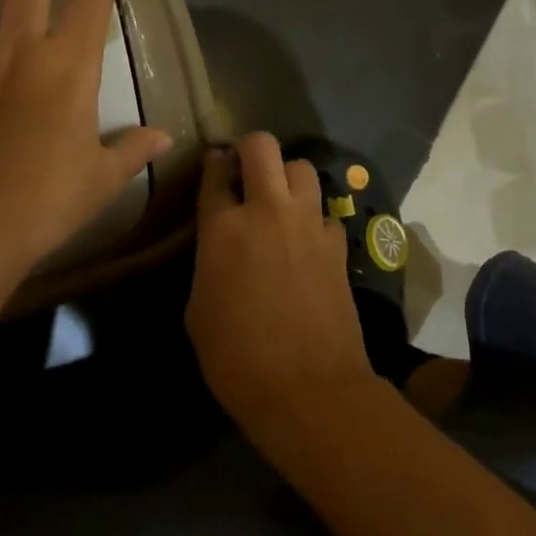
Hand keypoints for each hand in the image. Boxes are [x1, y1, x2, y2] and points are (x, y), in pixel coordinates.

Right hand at [186, 134, 374, 428]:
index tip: (214, 164)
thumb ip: (208, 260)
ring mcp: (308, 223)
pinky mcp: (337, 242)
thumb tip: (220, 243)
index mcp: (225, 228)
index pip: (215, 173)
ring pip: (302, 168)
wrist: (309, 388)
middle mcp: (269, 211)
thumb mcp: (198, 310)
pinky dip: (313, 217)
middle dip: (250, 148)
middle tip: (245, 170)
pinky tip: (306, 239)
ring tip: (279, 200)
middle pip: (262, 146)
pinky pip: (324, 211)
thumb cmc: (237, 358)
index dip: (213, 164)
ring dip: (286, 176)